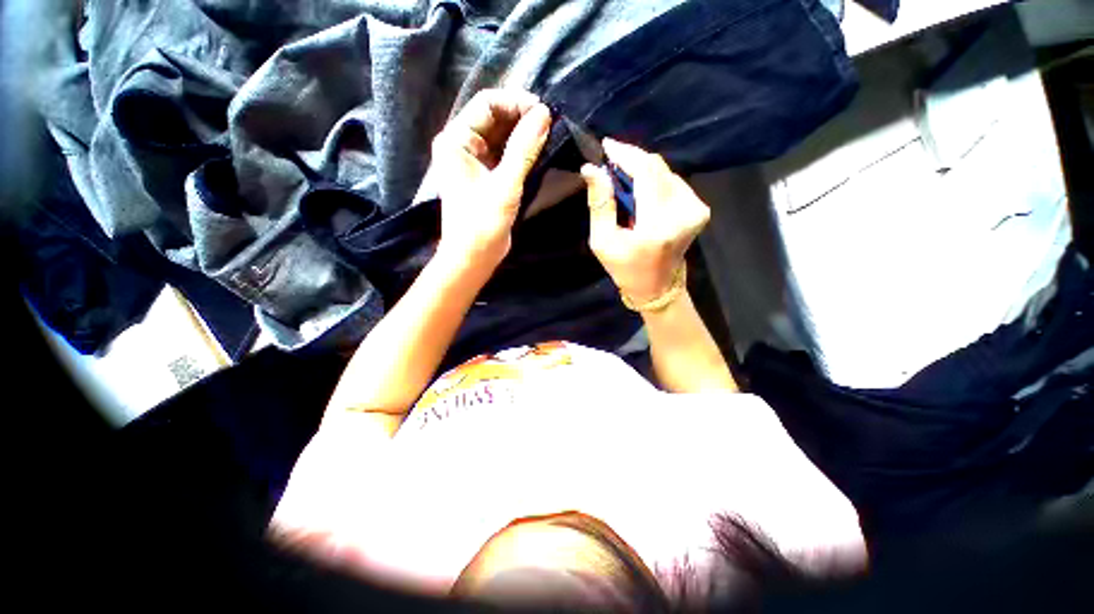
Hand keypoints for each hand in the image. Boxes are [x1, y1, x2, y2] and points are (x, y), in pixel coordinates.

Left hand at [431, 89, 551, 272]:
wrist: (474, 256)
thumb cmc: (483, 223)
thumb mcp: (505, 185)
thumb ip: (523, 148)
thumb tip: (544, 113)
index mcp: (456, 140)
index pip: (487, 103)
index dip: (516, 102)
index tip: (544, 112)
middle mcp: (462, 145)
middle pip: (494, 117)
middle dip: (522, 117)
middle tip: (550, 123)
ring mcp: (474, 161)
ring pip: (501, 135)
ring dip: (523, 133)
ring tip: (549, 135)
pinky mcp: (486, 175)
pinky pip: (505, 153)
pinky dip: (521, 150)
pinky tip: (539, 151)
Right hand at [580, 139, 710, 303]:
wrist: (657, 287)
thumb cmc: (625, 268)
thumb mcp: (603, 241)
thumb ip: (600, 204)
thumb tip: (591, 168)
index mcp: (657, 225)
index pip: (646, 173)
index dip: (626, 155)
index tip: (606, 145)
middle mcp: (683, 212)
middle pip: (657, 168)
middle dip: (632, 160)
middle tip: (610, 160)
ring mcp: (696, 209)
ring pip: (665, 171)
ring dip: (642, 170)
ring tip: (622, 177)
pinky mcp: (699, 209)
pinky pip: (673, 181)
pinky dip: (654, 180)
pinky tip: (640, 189)